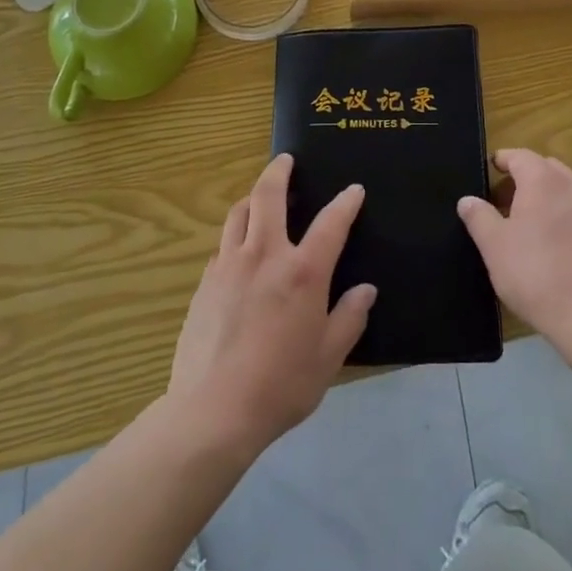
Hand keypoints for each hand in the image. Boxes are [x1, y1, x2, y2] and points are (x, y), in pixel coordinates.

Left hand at [168, 154, 374, 454]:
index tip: (354, 190)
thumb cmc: (280, 385)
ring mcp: (229, 265)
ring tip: (260, 196)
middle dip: (279, 171)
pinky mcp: (205, 282)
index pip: (330, 223)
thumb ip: (349, 318)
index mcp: (302, 272)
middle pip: (268, 196)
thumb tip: (366, 290)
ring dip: (252, 197)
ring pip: (239, 212)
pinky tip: (240, 249)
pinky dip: (236, 234)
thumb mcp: (328, 358)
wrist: (212, 411)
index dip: (345, 203)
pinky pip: (223, 244)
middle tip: (285, 160)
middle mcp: (265, 255)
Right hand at [458, 149, 571, 352]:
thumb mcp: (494, 246)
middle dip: (525, 177)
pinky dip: (565, 215)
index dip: (502, 160)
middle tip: (504, 201)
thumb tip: (467, 200)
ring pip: (566, 189)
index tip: (490, 169)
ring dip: (546, 196)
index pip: (520, 156)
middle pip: (546, 168)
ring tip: (528, 225)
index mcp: (542, 181)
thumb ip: (478, 217)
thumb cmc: (534, 274)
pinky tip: (555, 245)